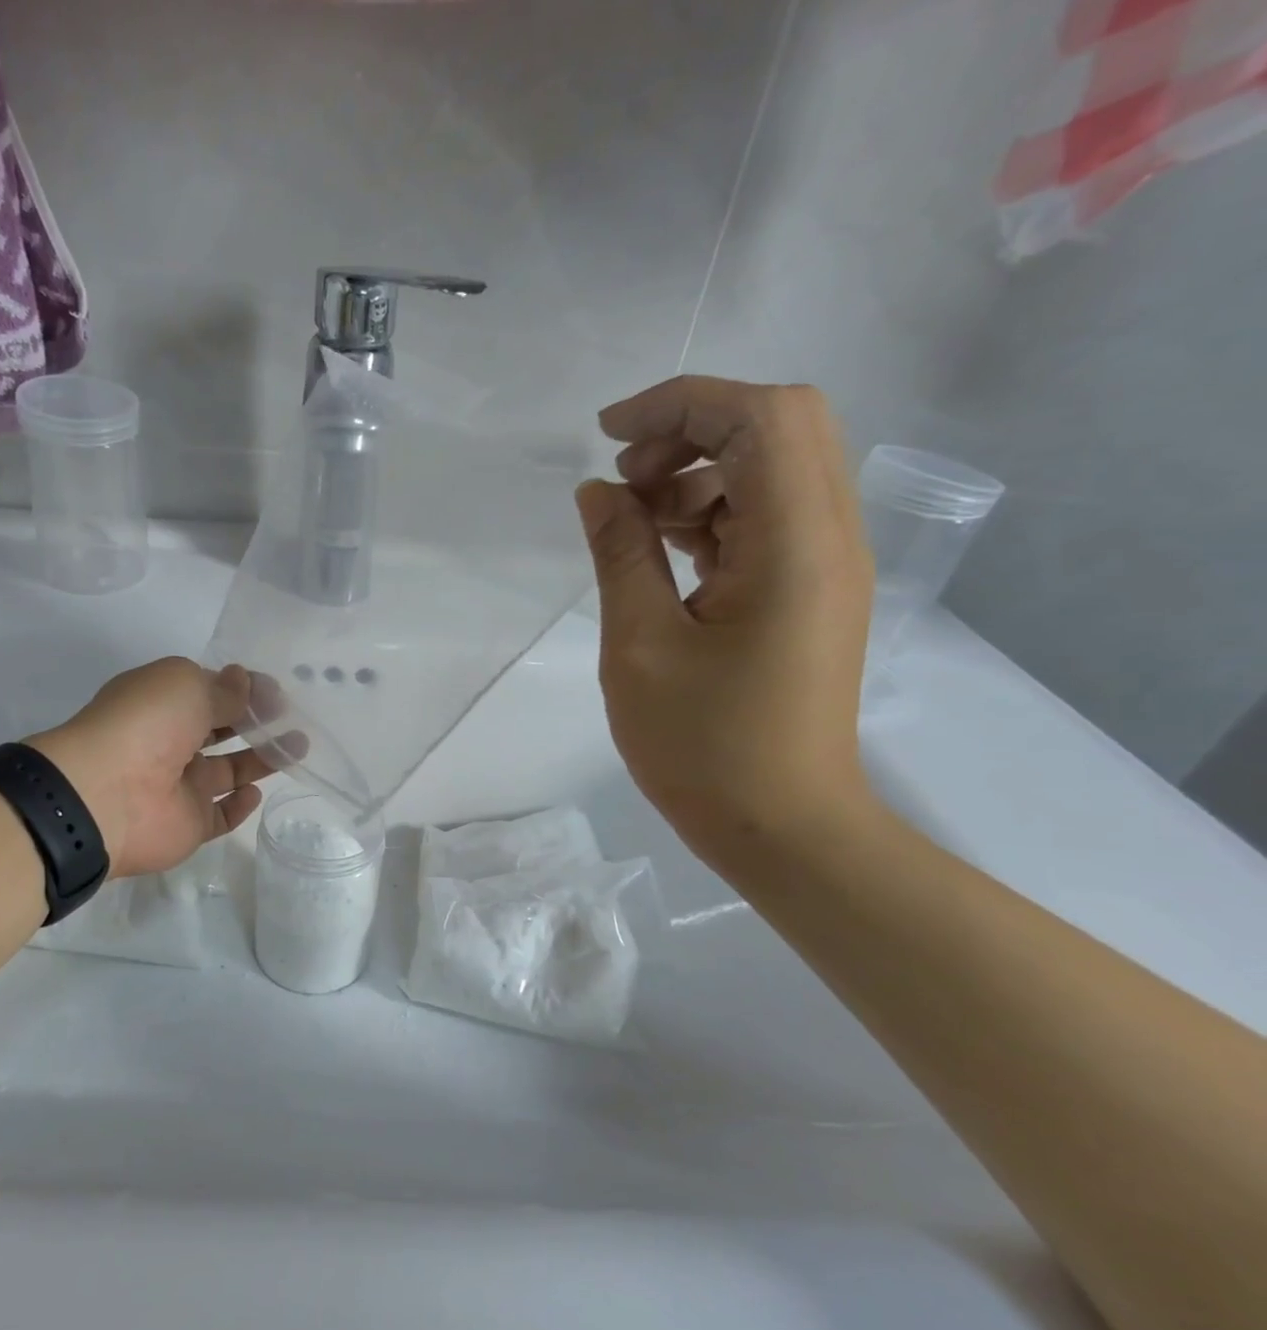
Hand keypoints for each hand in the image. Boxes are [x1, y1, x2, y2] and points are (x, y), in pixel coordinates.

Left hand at [27, 658, 274, 878]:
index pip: (209, 692)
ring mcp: (180, 787)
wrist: (107, 795)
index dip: (242, 690)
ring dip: (261, 759)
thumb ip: (223, 689)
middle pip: (221, 730)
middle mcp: (170, 743)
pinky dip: (240, 805)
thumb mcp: (187, 686)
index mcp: (162, 704)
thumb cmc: (146, 725)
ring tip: (297, 746)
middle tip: (292, 719)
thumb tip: (245, 681)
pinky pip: (220, 815)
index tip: (276, 692)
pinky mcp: (189, 825)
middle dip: (255, 722)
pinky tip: (257, 791)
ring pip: (228, 771)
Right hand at [577, 377, 875, 864]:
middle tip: (623, 477)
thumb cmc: (704, 746)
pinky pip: (768, 520)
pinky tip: (662, 551)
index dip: (681, 403)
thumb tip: (598, 490)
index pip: (762, 417)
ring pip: (775, 470)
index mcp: (795, 545)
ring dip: (701, 471)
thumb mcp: (640, 647)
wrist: (783, 826)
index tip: (607, 434)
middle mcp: (830, 538)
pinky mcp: (811, 593)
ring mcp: (826, 566)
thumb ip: (620, 555)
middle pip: (781, 426)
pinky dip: (714, 514)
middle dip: (694, 428)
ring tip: (633, 520)